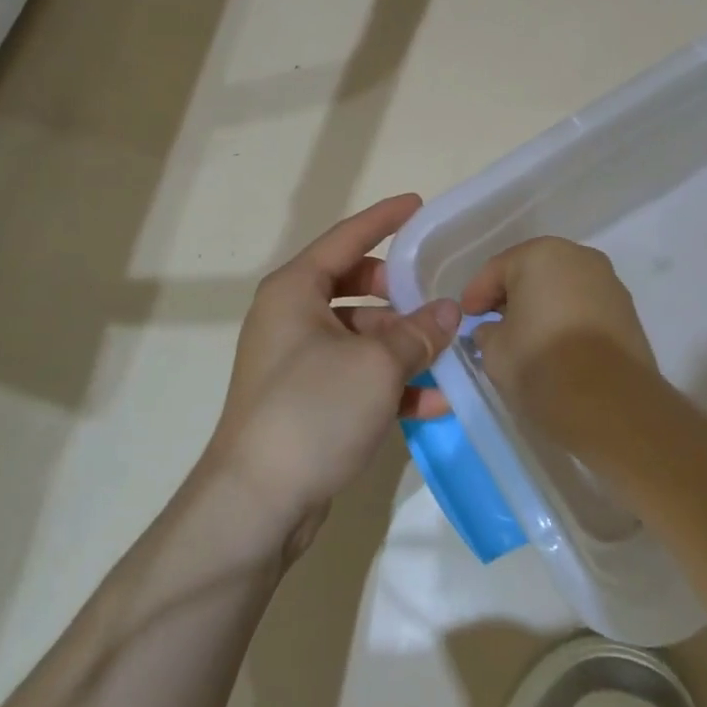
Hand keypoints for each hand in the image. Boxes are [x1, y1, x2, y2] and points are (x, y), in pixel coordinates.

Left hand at [207, 194, 461, 558]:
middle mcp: (291, 317)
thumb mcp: (376, 364)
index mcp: (295, 290)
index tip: (418, 204)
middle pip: (353, 285)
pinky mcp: (306, 400)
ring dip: (401, 342)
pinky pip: (356, 375)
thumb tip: (449, 310)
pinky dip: (390, 382)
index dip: (384, 219)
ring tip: (447, 350)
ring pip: (358, 334)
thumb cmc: (313, 410)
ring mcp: (296, 361)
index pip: (345, 238)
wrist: (258, 502)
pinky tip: (433, 401)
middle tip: (435, 292)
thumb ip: (418, 332)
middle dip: (397, 290)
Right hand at [460, 237, 662, 450]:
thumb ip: (487, 332)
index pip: (498, 269)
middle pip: (533, 273)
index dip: (476, 293)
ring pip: (562, 289)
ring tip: (526, 337)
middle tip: (492, 322)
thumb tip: (494, 330)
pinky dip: (566, 319)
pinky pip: (585, 307)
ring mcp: (609, 283)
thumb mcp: (494, 351)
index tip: (466, 316)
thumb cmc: (542, 365)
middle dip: (511, 296)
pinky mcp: (628, 312)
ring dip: (542, 307)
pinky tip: (556, 346)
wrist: (612, 405)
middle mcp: (579, 258)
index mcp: (541, 255)